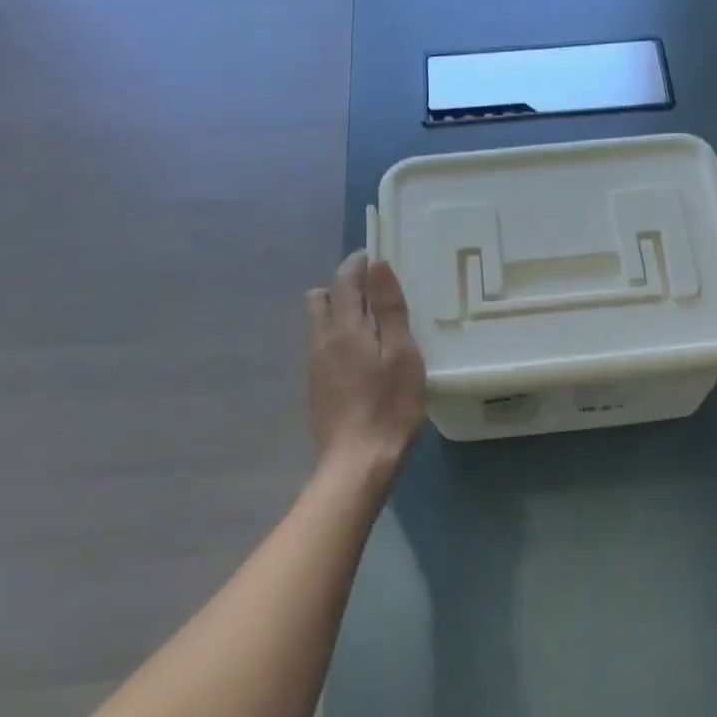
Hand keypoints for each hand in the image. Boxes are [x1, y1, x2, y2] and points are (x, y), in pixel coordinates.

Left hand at [306, 251, 425, 473]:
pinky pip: (323, 347)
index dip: (357, 264)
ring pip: (319, 324)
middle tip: (374, 292)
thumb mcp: (402, 354)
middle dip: (342, 287)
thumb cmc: (390, 406)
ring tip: (372, 325)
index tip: (372, 255)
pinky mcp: (316, 388)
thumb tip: (378, 266)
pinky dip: (339, 338)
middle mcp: (322, 341)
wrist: (358, 461)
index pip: (344, 281)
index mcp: (344, 328)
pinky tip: (362, 357)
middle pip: (321, 299)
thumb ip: (389, 310)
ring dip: (339, 313)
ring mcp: (315, 366)